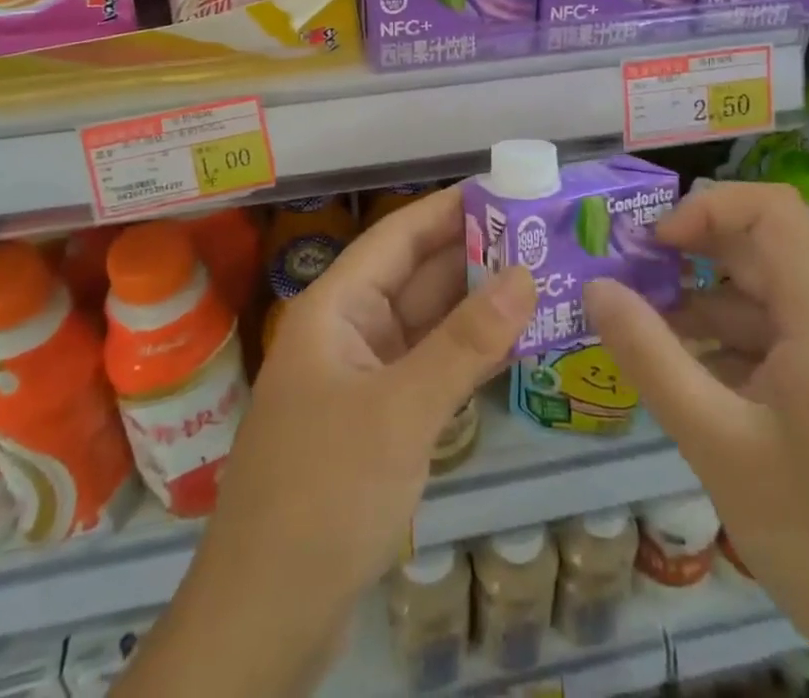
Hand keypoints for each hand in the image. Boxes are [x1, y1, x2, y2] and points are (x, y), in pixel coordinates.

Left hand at [123, 185, 535, 697]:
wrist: (264, 618)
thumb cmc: (324, 494)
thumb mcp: (400, 412)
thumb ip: (465, 343)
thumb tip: (526, 276)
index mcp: (336, 307)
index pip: (398, 236)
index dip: (449, 208)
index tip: (507, 190)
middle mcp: (347, 330)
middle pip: (416, 277)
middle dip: (476, 256)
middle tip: (544, 237)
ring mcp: (362, 378)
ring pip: (426, 324)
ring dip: (477, 307)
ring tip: (544, 280)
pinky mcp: (376, 422)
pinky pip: (427, 368)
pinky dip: (466, 355)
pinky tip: (513, 345)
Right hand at [584, 182, 808, 697]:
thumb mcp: (718, 446)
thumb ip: (650, 358)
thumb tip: (596, 288)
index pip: (772, 210)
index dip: (707, 207)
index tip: (653, 246)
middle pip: (762, 253)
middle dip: (689, 259)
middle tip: (625, 283)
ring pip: (767, 303)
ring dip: (703, 310)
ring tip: (641, 339)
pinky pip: (782, 344)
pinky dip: (730, 350)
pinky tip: (690, 385)